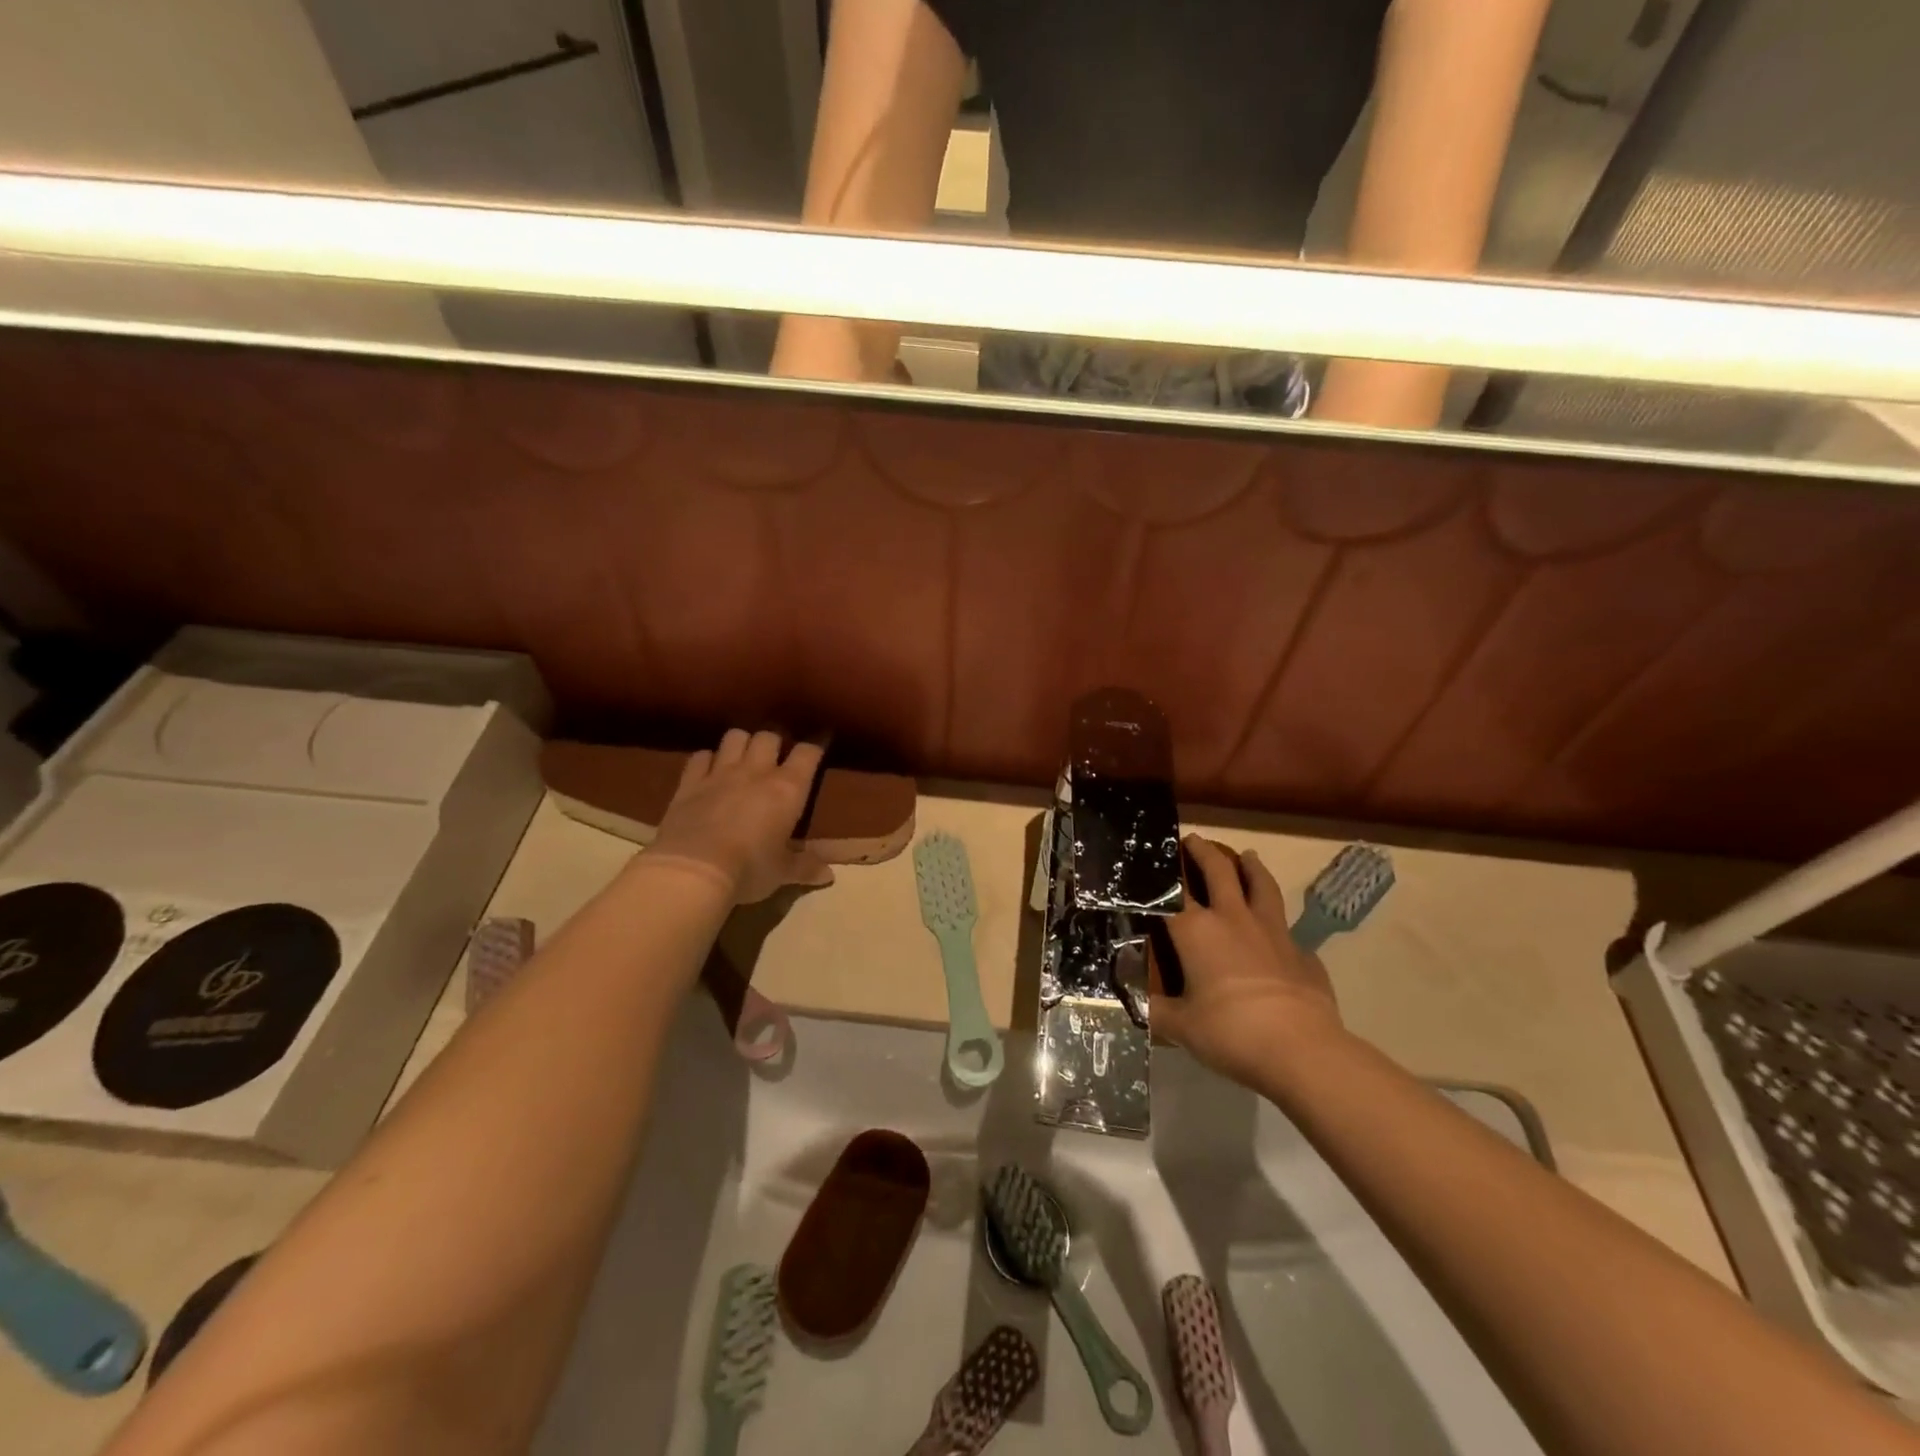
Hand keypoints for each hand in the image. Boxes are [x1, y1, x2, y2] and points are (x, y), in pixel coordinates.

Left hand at [645, 730, 834, 903]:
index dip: (814, 748)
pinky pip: (700, 756)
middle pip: (769, 736)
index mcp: (788, 789)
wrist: (694, 869)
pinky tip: (709, 771)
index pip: (807, 753)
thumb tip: (829, 876)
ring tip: (743, 758)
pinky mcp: (689, 782)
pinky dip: (707, 760)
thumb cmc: (749, 869)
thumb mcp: (783, 872)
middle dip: (774, 743)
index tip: (817, 750)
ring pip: (735, 737)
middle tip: (775, 759)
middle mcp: (756, 771)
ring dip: (741, 743)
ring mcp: (720, 773)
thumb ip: (805, 867)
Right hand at [1153, 836, 1345, 1087]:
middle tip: (1194, 839)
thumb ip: (1154, 1011)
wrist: (1301, 1050)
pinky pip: (1288, 930)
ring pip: (1262, 886)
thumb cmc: (1231, 1031)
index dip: (1158, 877)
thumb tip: (1130, 1004)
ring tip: (1248, 856)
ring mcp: (1273, 932)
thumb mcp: (1181, 1026)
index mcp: (1196, 931)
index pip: (1170, 893)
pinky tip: (1279, 936)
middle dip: (1203, 853)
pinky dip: (1279, 927)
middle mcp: (1233, 919)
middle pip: (1218, 872)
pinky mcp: (1303, 953)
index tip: (1150, 862)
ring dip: (1252, 868)